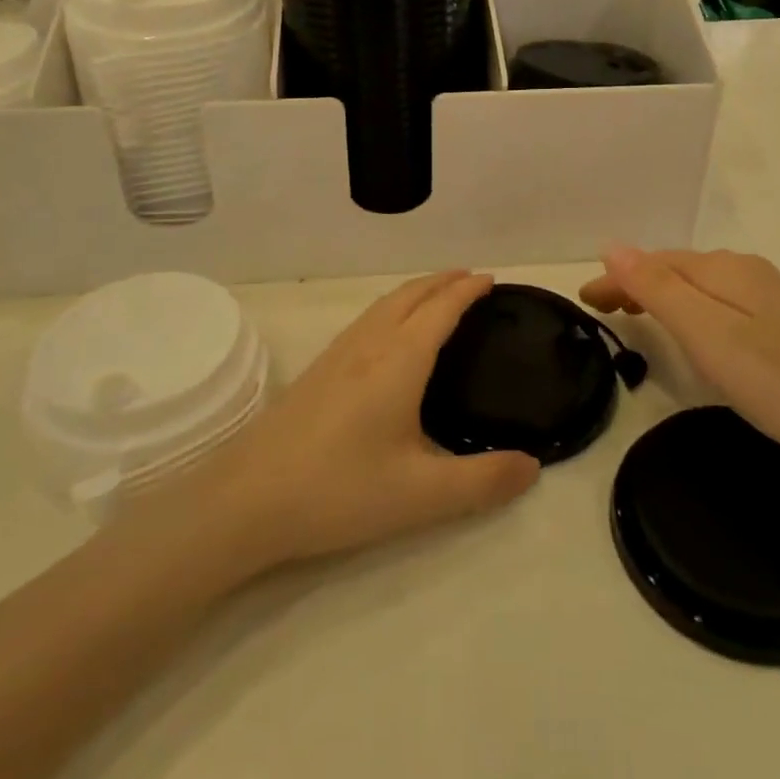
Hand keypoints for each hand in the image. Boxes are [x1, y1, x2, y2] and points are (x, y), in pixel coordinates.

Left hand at [199, 272, 539, 566]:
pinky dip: (391, 308)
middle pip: (410, 295)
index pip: (441, 309)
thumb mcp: (422, 495)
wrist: (245, 500)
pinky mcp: (316, 372)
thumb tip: (534, 466)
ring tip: (435, 297)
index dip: (467, 290)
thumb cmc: (339, 490)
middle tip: (471, 279)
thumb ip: (483, 481)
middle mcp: (369, 345)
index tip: (491, 278)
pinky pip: (366, 320)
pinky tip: (386, 336)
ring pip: (384, 305)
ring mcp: (337, 355)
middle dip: (442, 281)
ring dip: (415, 292)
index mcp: (399, 360)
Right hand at [580, 247, 779, 467]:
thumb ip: (658, 288)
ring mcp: (766, 294)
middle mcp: (742, 270)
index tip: (584, 301)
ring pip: (697, 285)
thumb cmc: (778, 378)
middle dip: (634, 283)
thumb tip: (612, 245)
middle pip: (674, 269)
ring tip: (635, 316)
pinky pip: (717, 301)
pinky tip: (693, 329)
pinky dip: (689, 308)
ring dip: (660, 294)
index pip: (652, 262)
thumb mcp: (706, 333)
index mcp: (721, 269)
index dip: (615, 278)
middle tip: (601, 311)